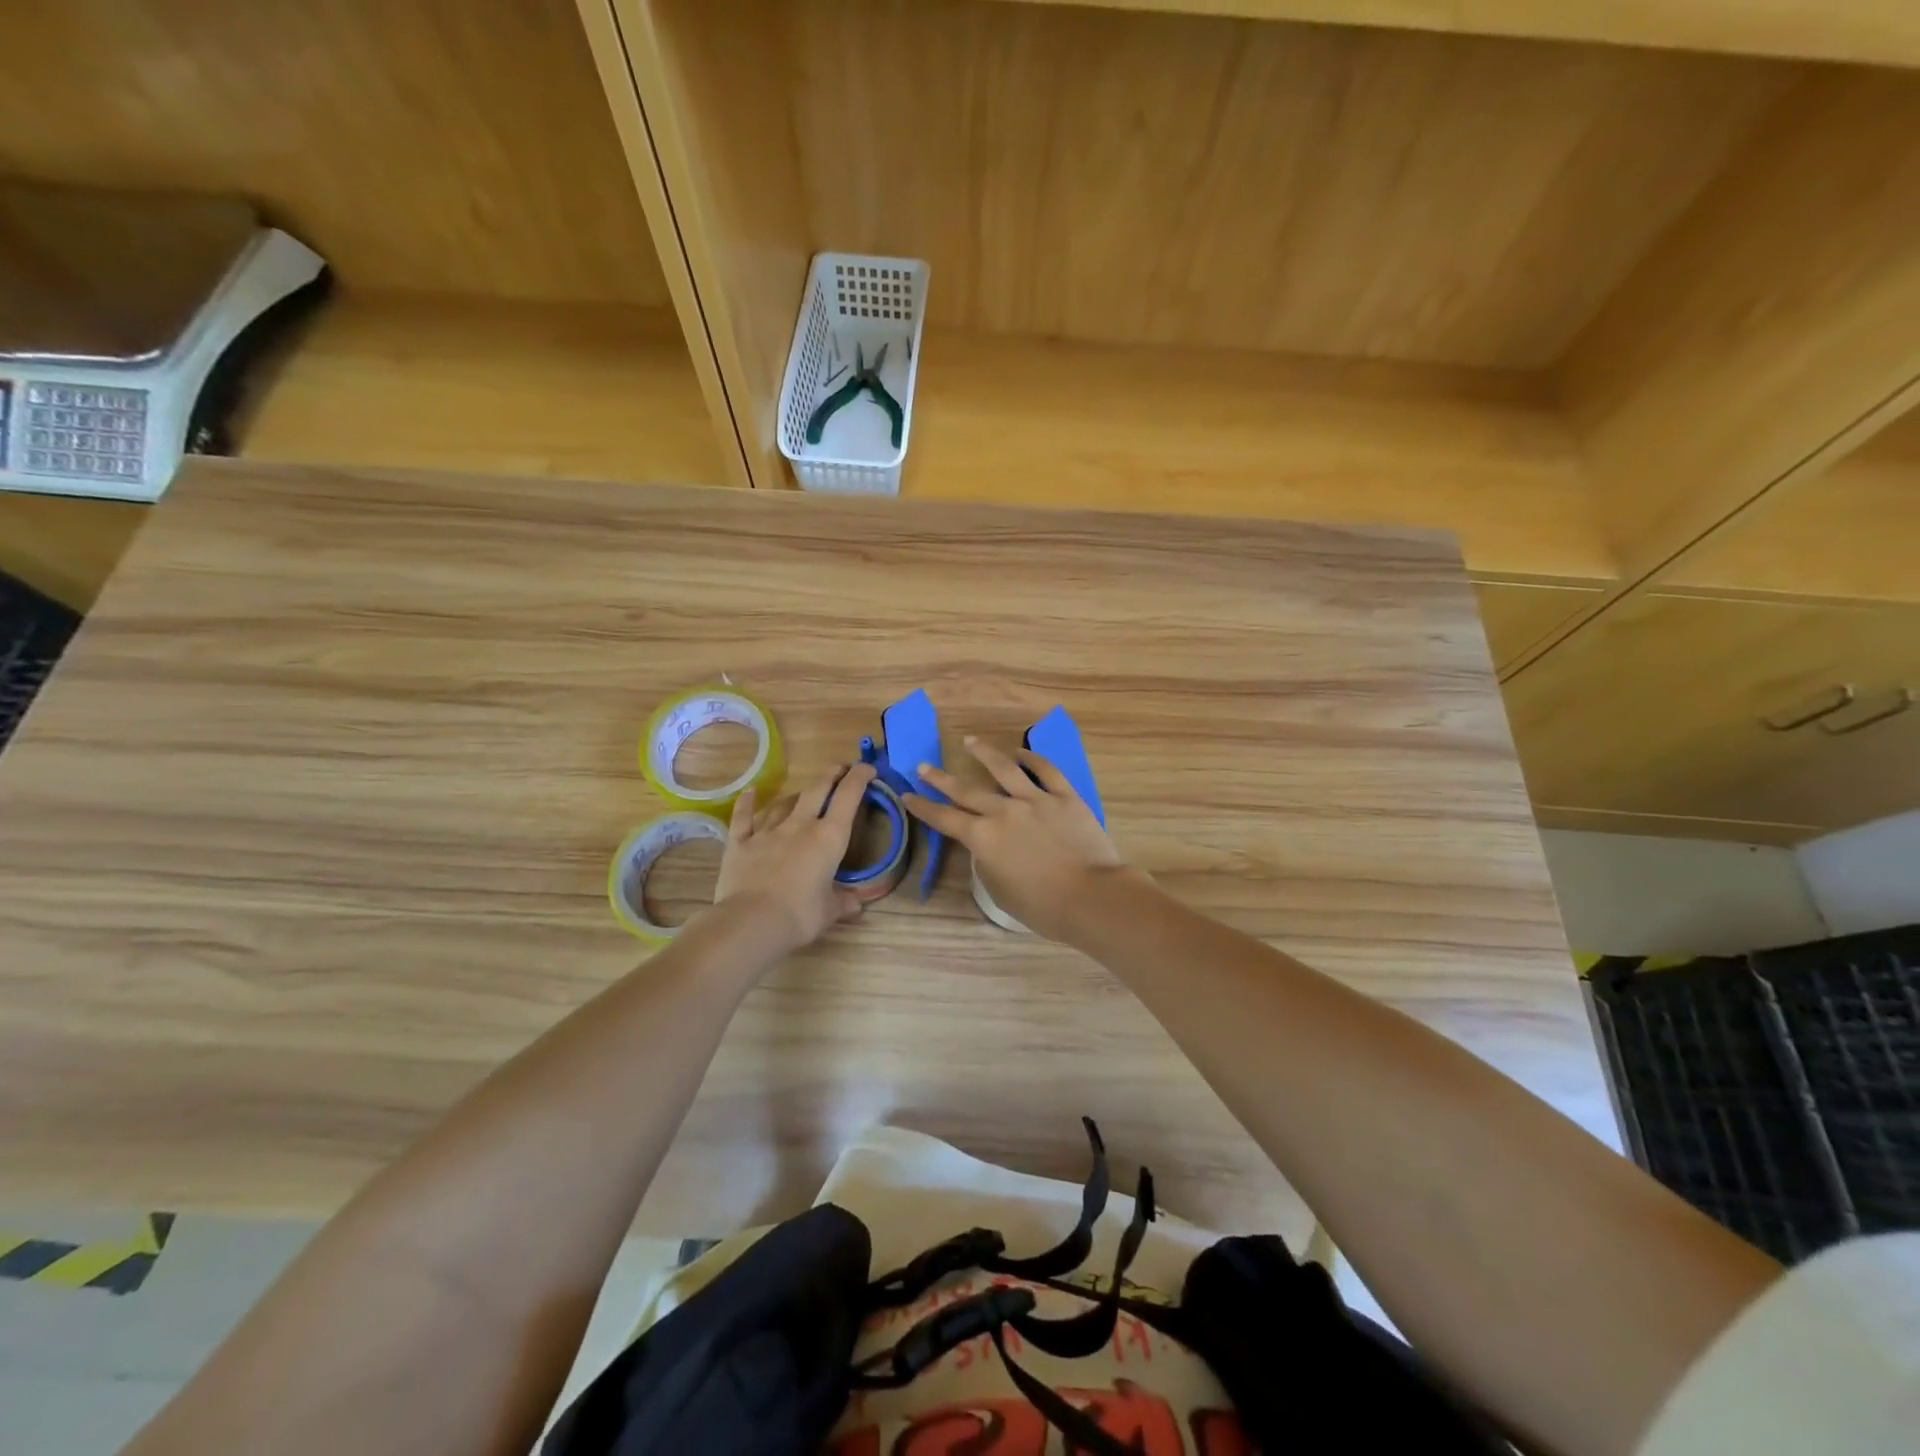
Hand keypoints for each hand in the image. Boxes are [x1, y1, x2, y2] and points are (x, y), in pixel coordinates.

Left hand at [712, 762, 875, 952]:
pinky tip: (750, 792)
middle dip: (832, 775)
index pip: (848, 797)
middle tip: (840, 768)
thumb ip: (843, 902)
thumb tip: (856, 903)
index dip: (859, 777)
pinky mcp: (740, 843)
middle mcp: (800, 826)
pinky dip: (747, 804)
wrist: (751, 923)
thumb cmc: (799, 916)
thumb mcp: (829, 911)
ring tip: (804, 792)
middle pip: (818, 789)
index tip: (867, 768)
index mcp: (828, 838)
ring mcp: (768, 831)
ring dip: (797, 794)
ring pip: (785, 802)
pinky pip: (744, 818)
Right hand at [903, 737, 1136, 943]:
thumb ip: (987, 864)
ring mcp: (1036, 800)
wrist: (1091, 897)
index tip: (908, 795)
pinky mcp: (1065, 797)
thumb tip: (987, 848)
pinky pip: (1046, 771)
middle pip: (966, 790)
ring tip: (970, 741)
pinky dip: (1031, 759)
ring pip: (1004, 769)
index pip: (945, 819)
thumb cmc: (1043, 907)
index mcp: (984, 838)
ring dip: (984, 754)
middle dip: (941, 778)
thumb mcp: (1001, 892)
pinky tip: (1020, 752)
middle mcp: (1004, 812)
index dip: (923, 807)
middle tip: (924, 766)